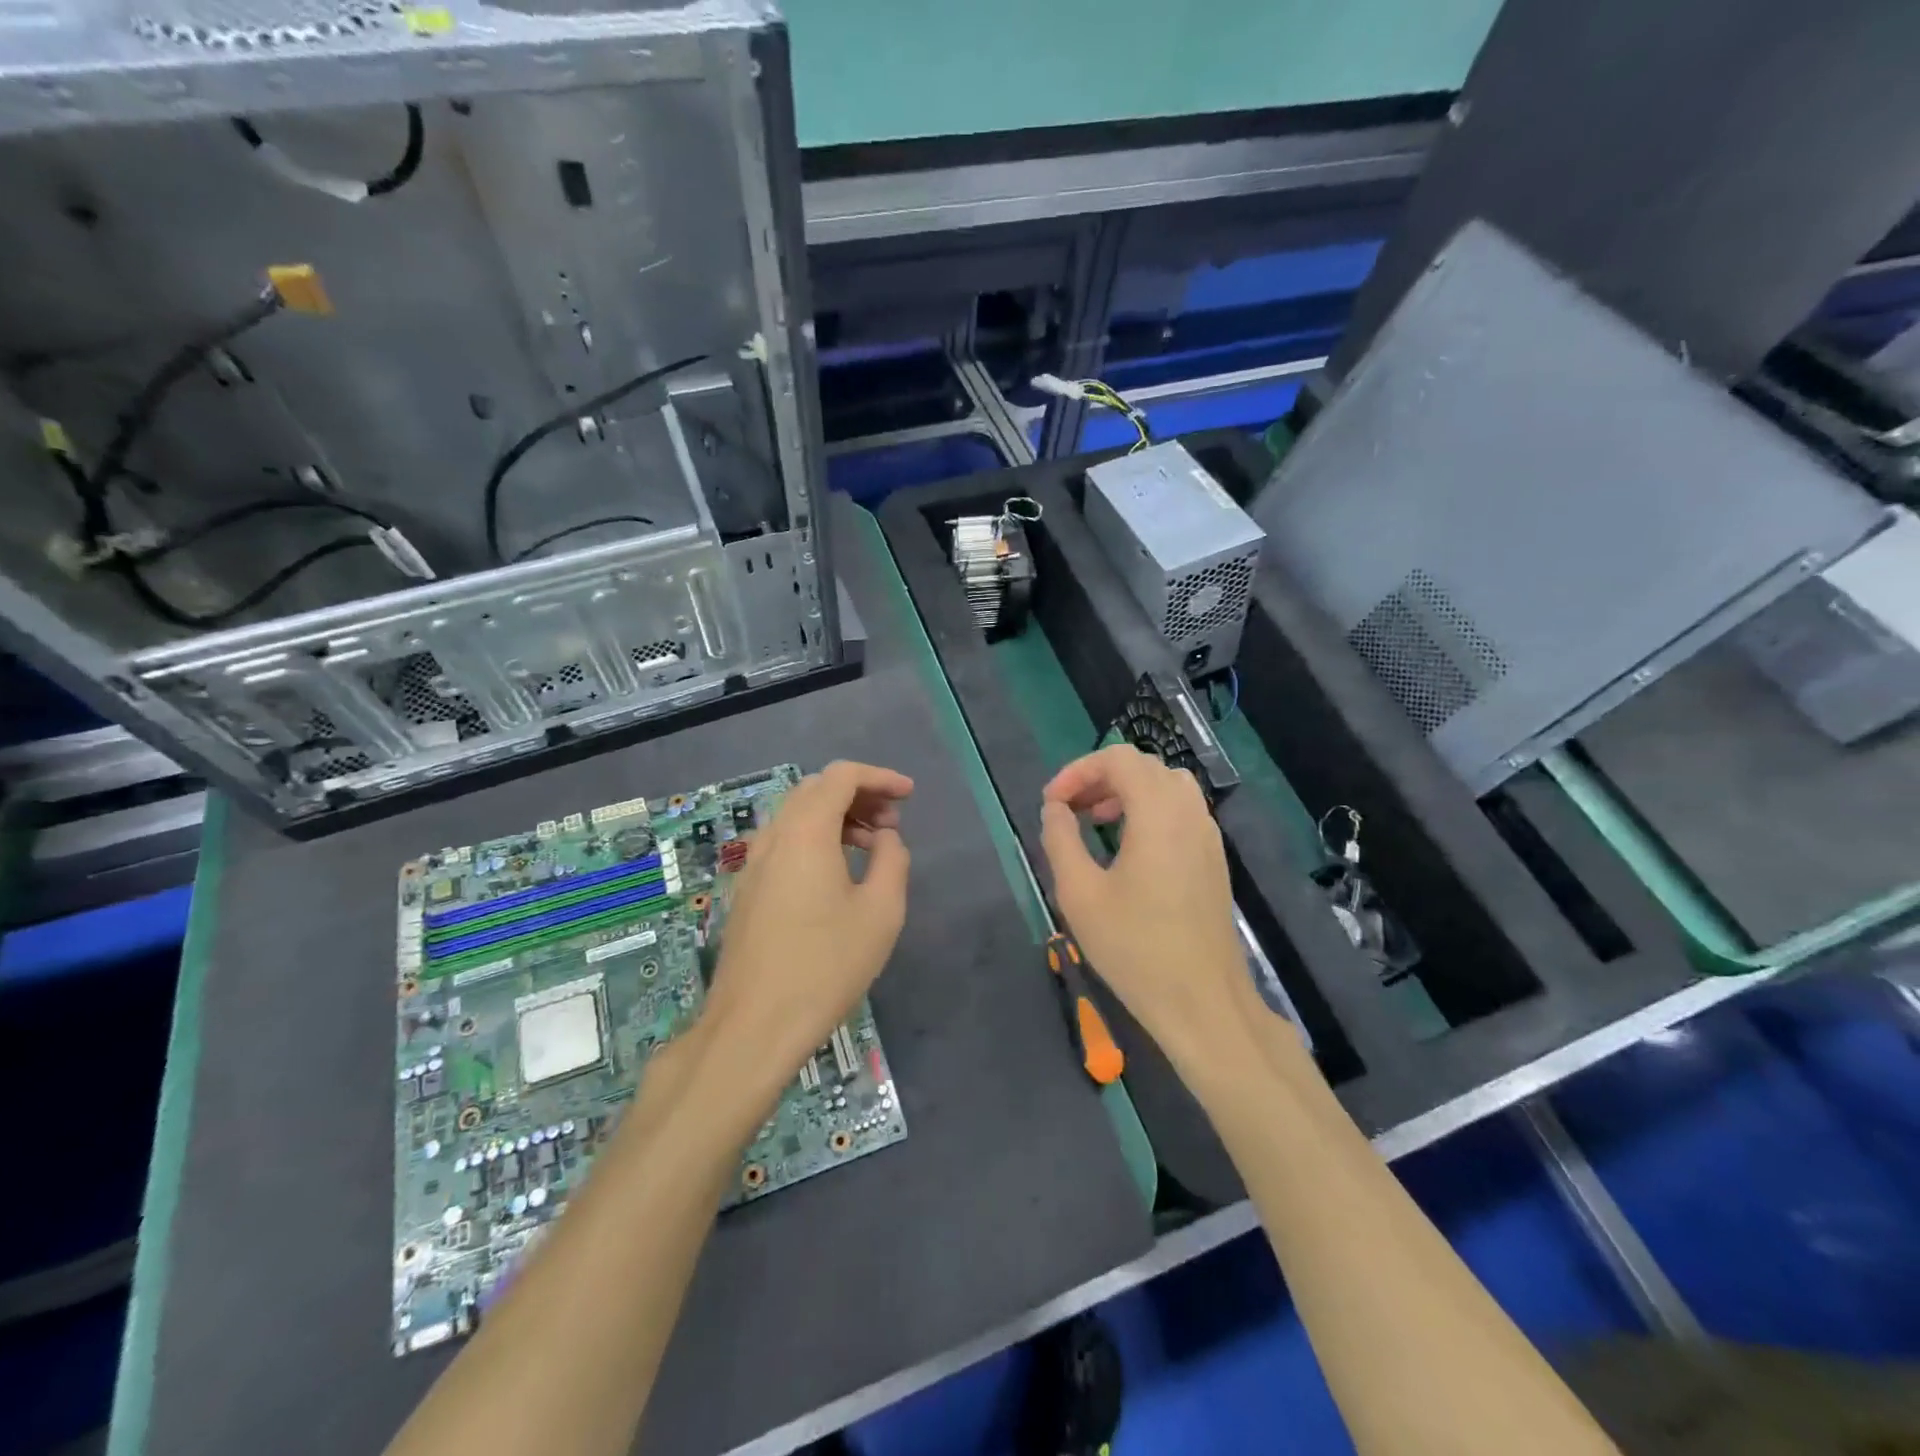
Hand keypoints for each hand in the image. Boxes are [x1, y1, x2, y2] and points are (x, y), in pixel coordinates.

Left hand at [701, 761, 912, 1087]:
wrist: (753, 1026)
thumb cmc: (825, 966)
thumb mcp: (880, 912)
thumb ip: (892, 860)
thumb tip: (885, 838)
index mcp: (805, 832)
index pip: (841, 776)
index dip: (879, 777)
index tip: (909, 795)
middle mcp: (773, 837)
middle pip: (816, 789)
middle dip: (859, 794)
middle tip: (893, 822)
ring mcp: (753, 864)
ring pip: (797, 815)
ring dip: (837, 817)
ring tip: (872, 846)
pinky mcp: (746, 889)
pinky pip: (784, 842)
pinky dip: (816, 838)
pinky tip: (838, 873)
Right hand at [1039, 745, 1251, 1069]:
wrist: (1202, 1002)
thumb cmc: (1135, 947)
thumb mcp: (1079, 893)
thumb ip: (1060, 839)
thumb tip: (1055, 808)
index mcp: (1158, 812)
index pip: (1118, 759)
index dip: (1078, 770)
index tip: (1051, 803)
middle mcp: (1189, 812)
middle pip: (1144, 767)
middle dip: (1100, 778)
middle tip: (1070, 810)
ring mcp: (1208, 836)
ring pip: (1166, 786)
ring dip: (1127, 792)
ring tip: (1096, 822)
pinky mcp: (1214, 859)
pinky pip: (1181, 811)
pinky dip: (1149, 811)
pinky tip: (1128, 849)